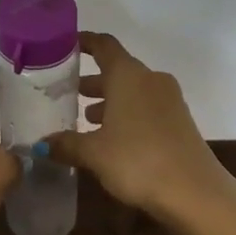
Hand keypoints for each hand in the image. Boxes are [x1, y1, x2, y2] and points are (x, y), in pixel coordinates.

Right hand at [45, 32, 233, 224]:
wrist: (195, 192)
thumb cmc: (138, 160)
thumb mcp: (94, 153)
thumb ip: (66, 144)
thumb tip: (40, 144)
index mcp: (128, 75)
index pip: (104, 45)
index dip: (85, 42)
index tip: (66, 44)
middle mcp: (150, 79)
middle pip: (118, 70)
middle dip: (93, 79)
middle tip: (67, 91)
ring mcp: (169, 100)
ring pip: (133, 90)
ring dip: (110, 100)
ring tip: (85, 117)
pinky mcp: (179, 121)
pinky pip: (146, 107)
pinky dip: (127, 113)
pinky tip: (112, 137)